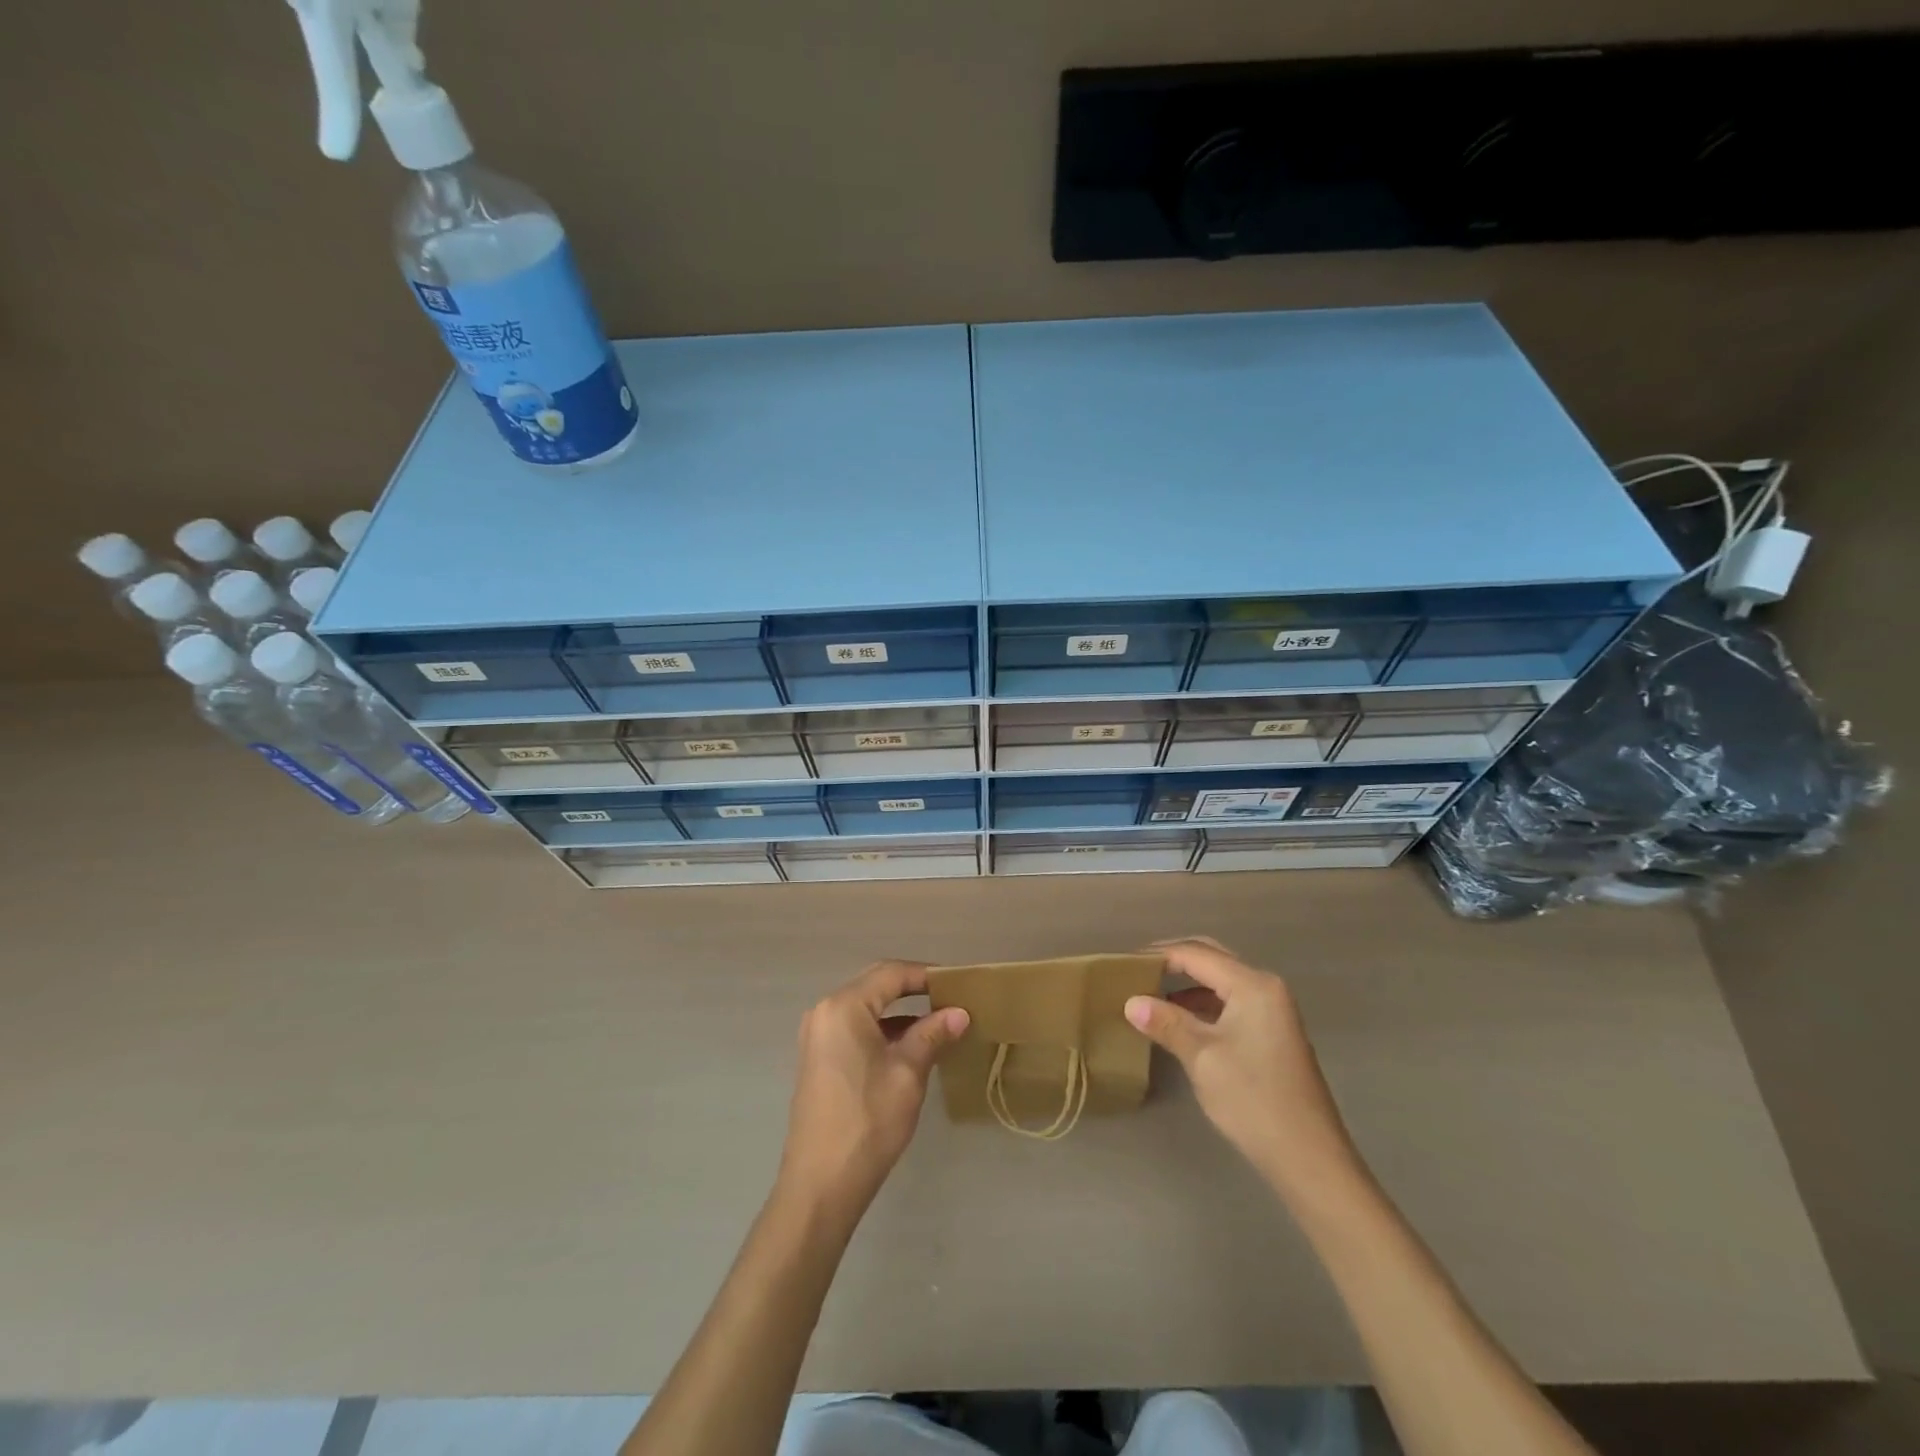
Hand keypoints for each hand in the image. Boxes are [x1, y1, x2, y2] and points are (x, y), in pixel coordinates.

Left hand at [776, 960, 968, 1220]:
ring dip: (900, 1012)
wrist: (820, 1185)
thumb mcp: (908, 1073)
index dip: (926, 974)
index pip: (891, 973)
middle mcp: (825, 1012)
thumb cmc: (867, 1121)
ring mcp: (818, 1036)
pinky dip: (884, 1031)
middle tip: (951, 998)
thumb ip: (932, 1035)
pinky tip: (911, 1047)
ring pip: (866, 1009)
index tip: (959, 983)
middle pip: (876, 985)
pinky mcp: (819, 1058)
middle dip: (914, 989)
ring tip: (939, 1023)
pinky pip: (856, 1029)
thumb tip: (959, 1012)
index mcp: (844, 1007)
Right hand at [1126, 938, 1359, 1197]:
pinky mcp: (1272, 1034)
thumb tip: (1131, 1002)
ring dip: (1188, 983)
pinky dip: (1203, 1004)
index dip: (1159, 955)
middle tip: (1137, 968)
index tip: (1124, 963)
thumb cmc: (1252, 1099)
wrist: (1308, 1158)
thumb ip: (1166, 1023)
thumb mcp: (1201, 1057)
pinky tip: (1180, 1020)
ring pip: (1222, 982)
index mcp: (1253, 985)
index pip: (1197, 954)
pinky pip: (1231, 1003)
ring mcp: (1273, 1011)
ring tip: (1151, 993)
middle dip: (1175, 960)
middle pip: (1213, 959)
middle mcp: (1266, 988)